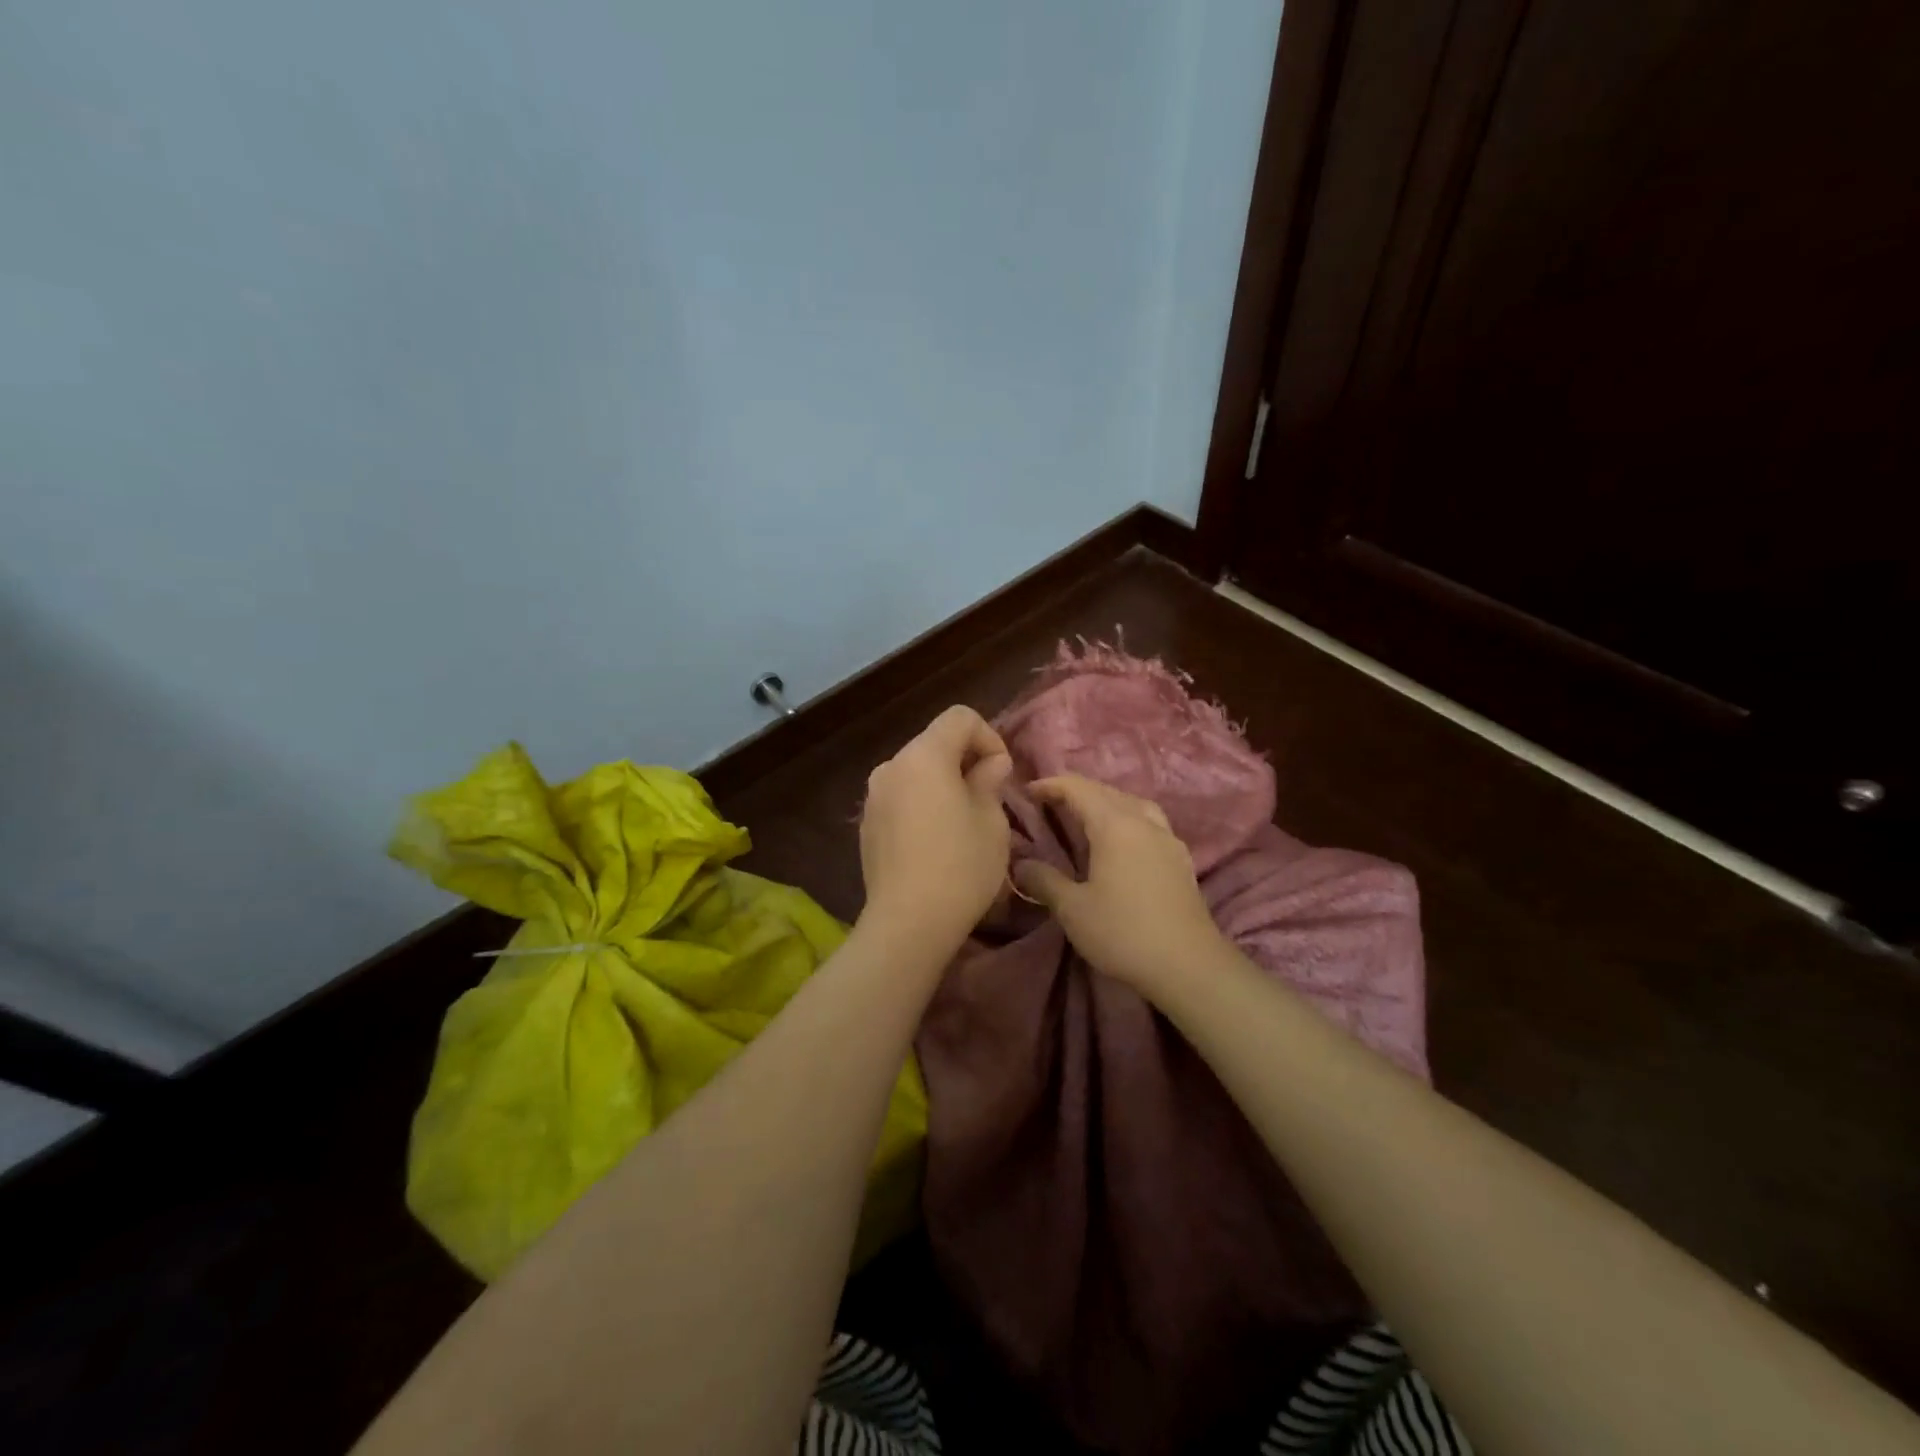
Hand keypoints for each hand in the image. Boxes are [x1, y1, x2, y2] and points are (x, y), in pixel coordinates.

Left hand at [858, 705, 1013, 946]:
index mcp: (924, 756)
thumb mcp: (992, 821)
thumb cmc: (961, 866)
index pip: (960, 717)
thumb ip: (990, 781)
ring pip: (917, 771)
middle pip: (935, 743)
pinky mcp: (867, 824)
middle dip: (966, 760)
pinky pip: (901, 798)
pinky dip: (922, 804)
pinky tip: (935, 841)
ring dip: (943, 783)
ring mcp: (874, 796)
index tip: (1001, 774)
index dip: (989, 737)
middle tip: (989, 797)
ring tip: (963, 821)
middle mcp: (892, 766)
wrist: (908, 923)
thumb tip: (989, 765)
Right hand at [1013, 774, 1229, 1000]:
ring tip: (1087, 817)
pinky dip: (1128, 819)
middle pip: (1107, 791)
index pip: (1078, 788)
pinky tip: (1122, 842)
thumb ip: (1044, 880)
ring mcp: (1167, 838)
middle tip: (1049, 803)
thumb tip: (1021, 865)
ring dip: (1106, 801)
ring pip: (1133, 803)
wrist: (1189, 965)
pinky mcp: (1181, 858)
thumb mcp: (1073, 909)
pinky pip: (1150, 822)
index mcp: (1114, 825)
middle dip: (1076, 791)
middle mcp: (1143, 822)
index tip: (1027, 792)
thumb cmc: (1124, 932)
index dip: (1051, 785)